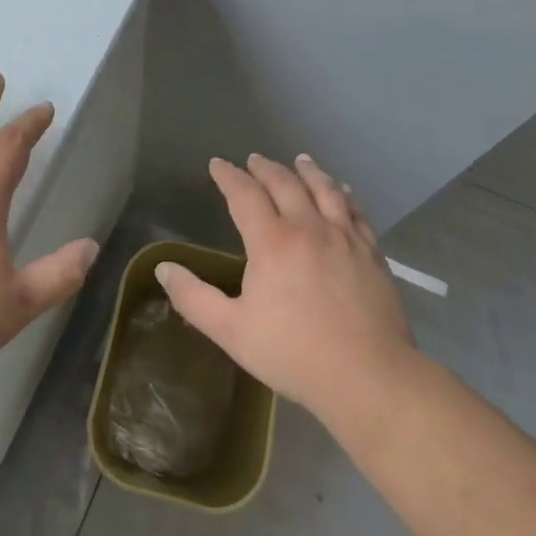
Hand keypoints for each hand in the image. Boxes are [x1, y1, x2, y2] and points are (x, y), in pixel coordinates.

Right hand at [156, 153, 413, 420]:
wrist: (367, 376)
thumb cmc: (293, 353)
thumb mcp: (231, 331)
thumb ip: (193, 297)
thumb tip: (163, 268)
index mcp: (272, 242)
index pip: (245, 195)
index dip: (228, 176)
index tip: (217, 164)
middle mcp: (309, 228)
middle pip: (286, 184)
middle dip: (266, 168)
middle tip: (254, 159)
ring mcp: (345, 238)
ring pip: (325, 190)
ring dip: (309, 171)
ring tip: (300, 160)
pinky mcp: (372, 254)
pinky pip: (356, 213)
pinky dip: (345, 196)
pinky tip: (344, 193)